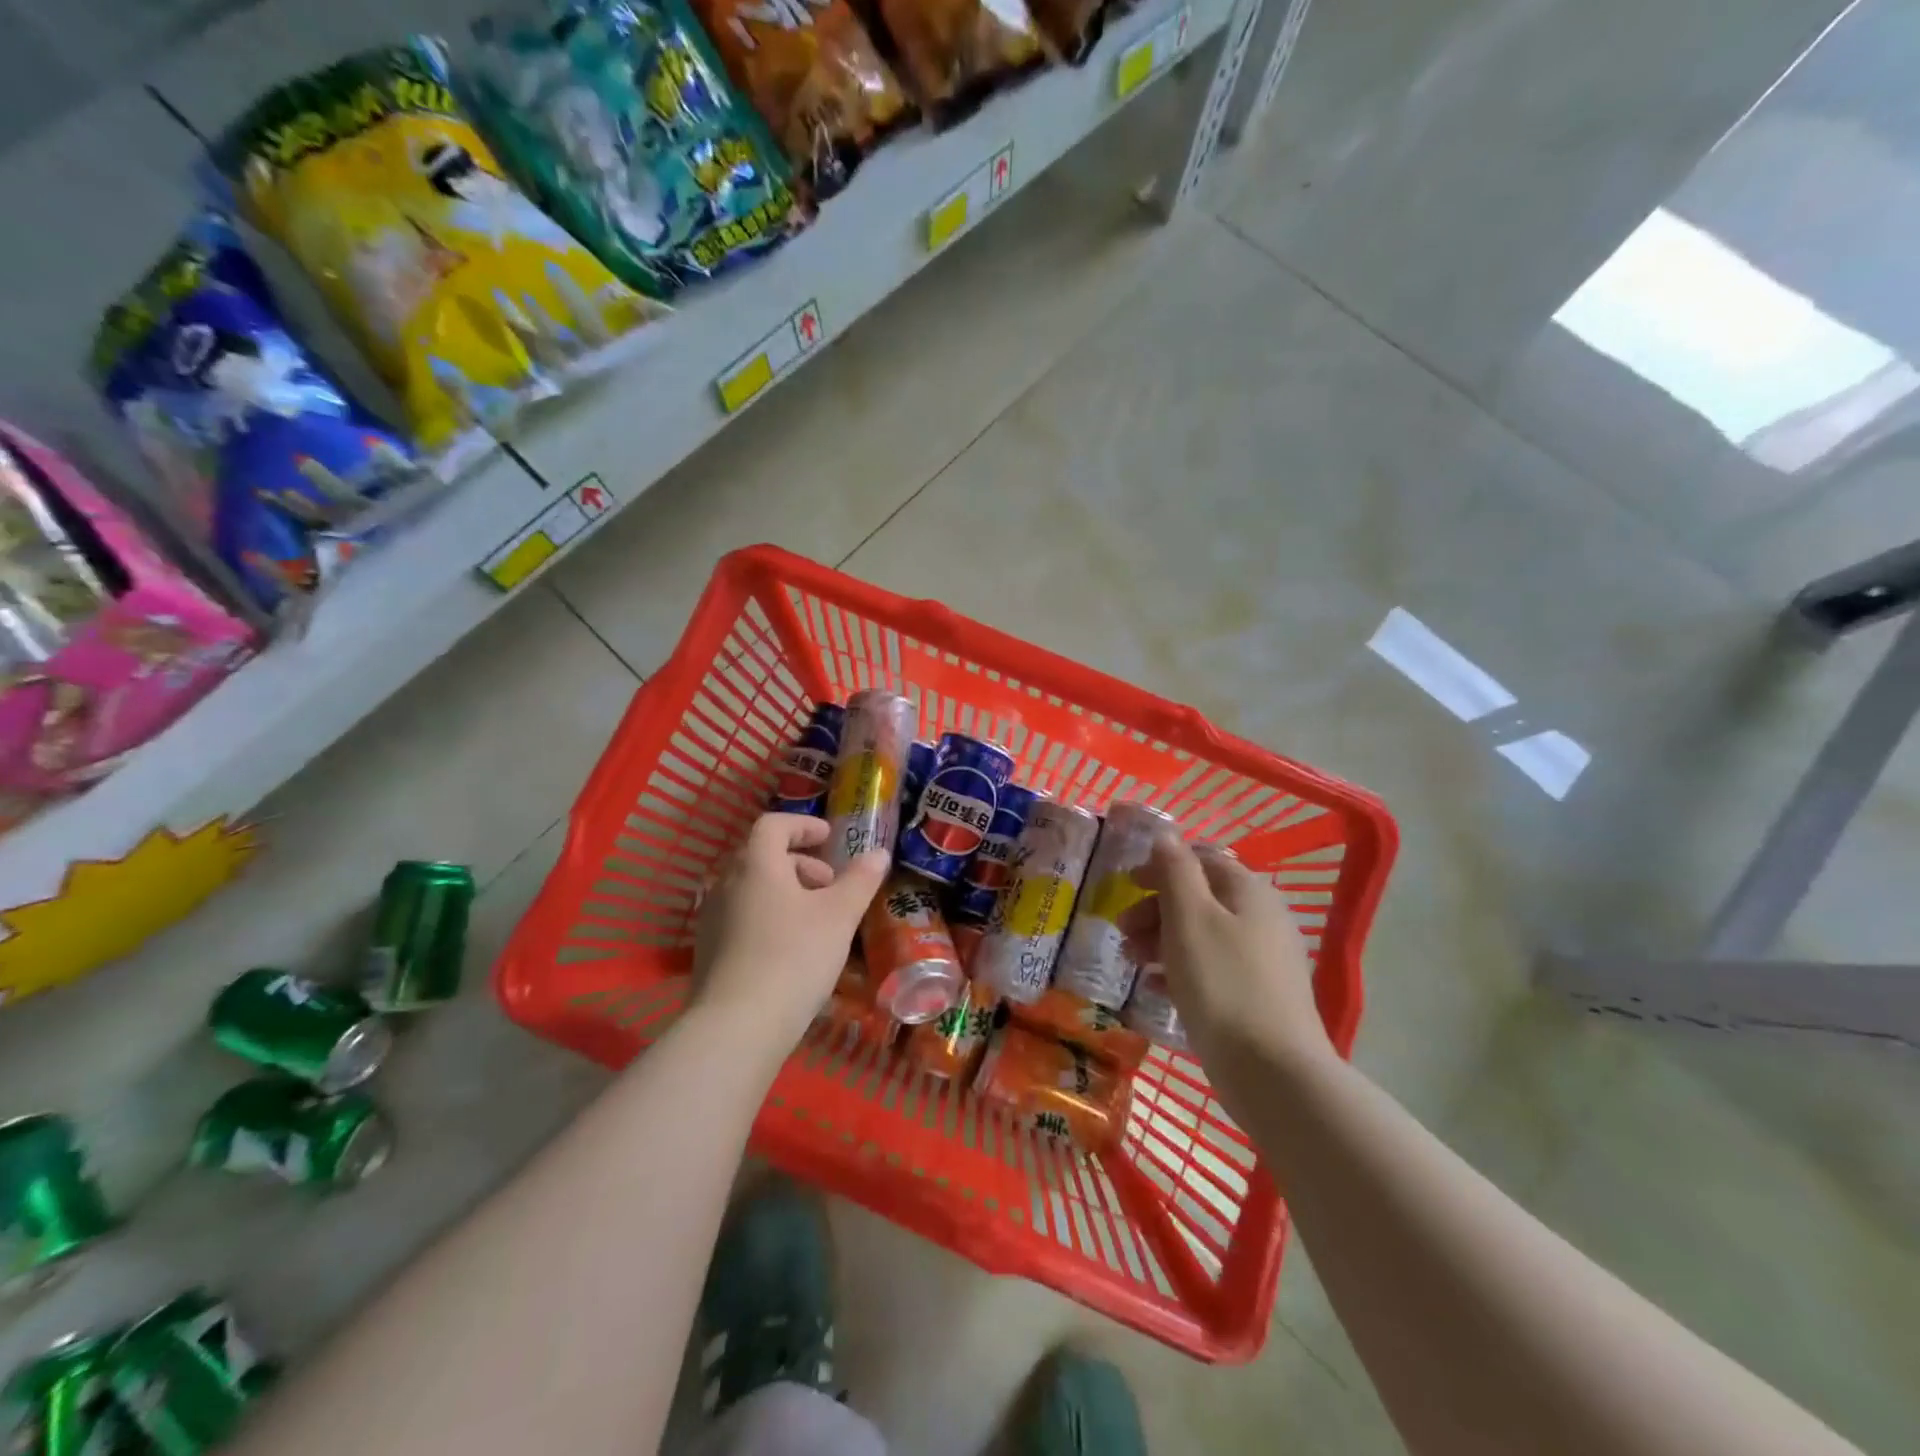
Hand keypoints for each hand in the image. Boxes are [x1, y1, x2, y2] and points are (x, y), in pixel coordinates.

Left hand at [691, 814, 890, 1058]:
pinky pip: (742, 917)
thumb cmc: (793, 957)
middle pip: (762, 856)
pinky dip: (769, 917)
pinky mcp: (708, 952)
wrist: (736, 1027)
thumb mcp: (839, 916)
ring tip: (815, 919)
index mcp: (756, 864)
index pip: (774, 825)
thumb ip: (860, 880)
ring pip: (752, 889)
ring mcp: (712, 919)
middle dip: (800, 863)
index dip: (803, 825)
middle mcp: (726, 883)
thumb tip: (878, 853)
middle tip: (830, 885)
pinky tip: (791, 950)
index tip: (829, 838)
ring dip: (785, 891)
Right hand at [1126, 832, 1332, 1073]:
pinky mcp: (1257, 996)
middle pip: (1199, 897)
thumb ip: (1175, 871)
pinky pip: (1211, 969)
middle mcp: (1261, 917)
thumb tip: (1166, 834)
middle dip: (1155, 908)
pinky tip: (1154, 988)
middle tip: (1122, 931)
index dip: (1161, 866)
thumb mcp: (1190, 918)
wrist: (1272, 1072)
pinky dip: (1180, 970)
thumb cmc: (1223, 984)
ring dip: (1161, 939)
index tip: (1125, 884)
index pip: (1201, 859)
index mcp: (1249, 891)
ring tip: (1130, 962)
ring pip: (1202, 934)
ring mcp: (1262, 960)